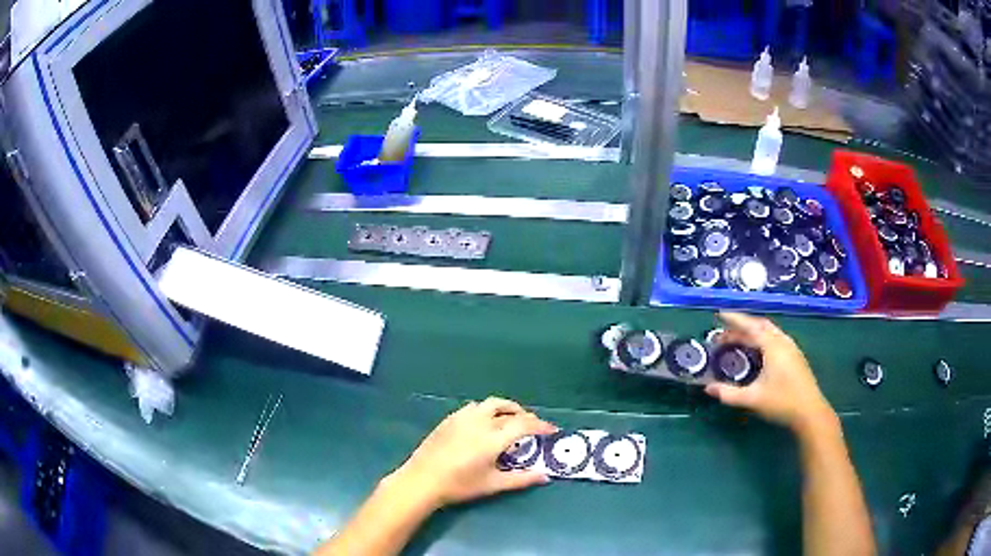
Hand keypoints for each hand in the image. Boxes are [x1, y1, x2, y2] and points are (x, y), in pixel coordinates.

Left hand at [386, 397, 557, 509]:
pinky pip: (474, 408)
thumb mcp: (493, 484)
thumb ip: (521, 479)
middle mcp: (480, 421)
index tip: (551, 430)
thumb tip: (544, 476)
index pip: (524, 424)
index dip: (541, 426)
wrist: (422, 480)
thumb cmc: (460, 485)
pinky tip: (484, 424)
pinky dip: (487, 411)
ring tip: (510, 421)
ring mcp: (462, 417)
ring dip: (505, 409)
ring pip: (490, 404)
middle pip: (508, 409)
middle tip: (532, 427)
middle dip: (524, 415)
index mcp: (493, 438)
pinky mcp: (449, 419)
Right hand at [704, 312, 836, 434]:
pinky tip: (758, 352)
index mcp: (773, 346)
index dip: (734, 319)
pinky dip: (762, 339)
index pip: (751, 326)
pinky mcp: (795, 357)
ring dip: (753, 332)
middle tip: (725, 332)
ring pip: (770, 332)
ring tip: (739, 340)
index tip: (719, 314)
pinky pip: (775, 339)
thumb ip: (729, 394)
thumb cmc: (782, 402)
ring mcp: (791, 348)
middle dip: (742, 326)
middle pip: (761, 326)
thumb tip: (708, 388)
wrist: (810, 412)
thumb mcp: (753, 399)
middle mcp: (783, 342)